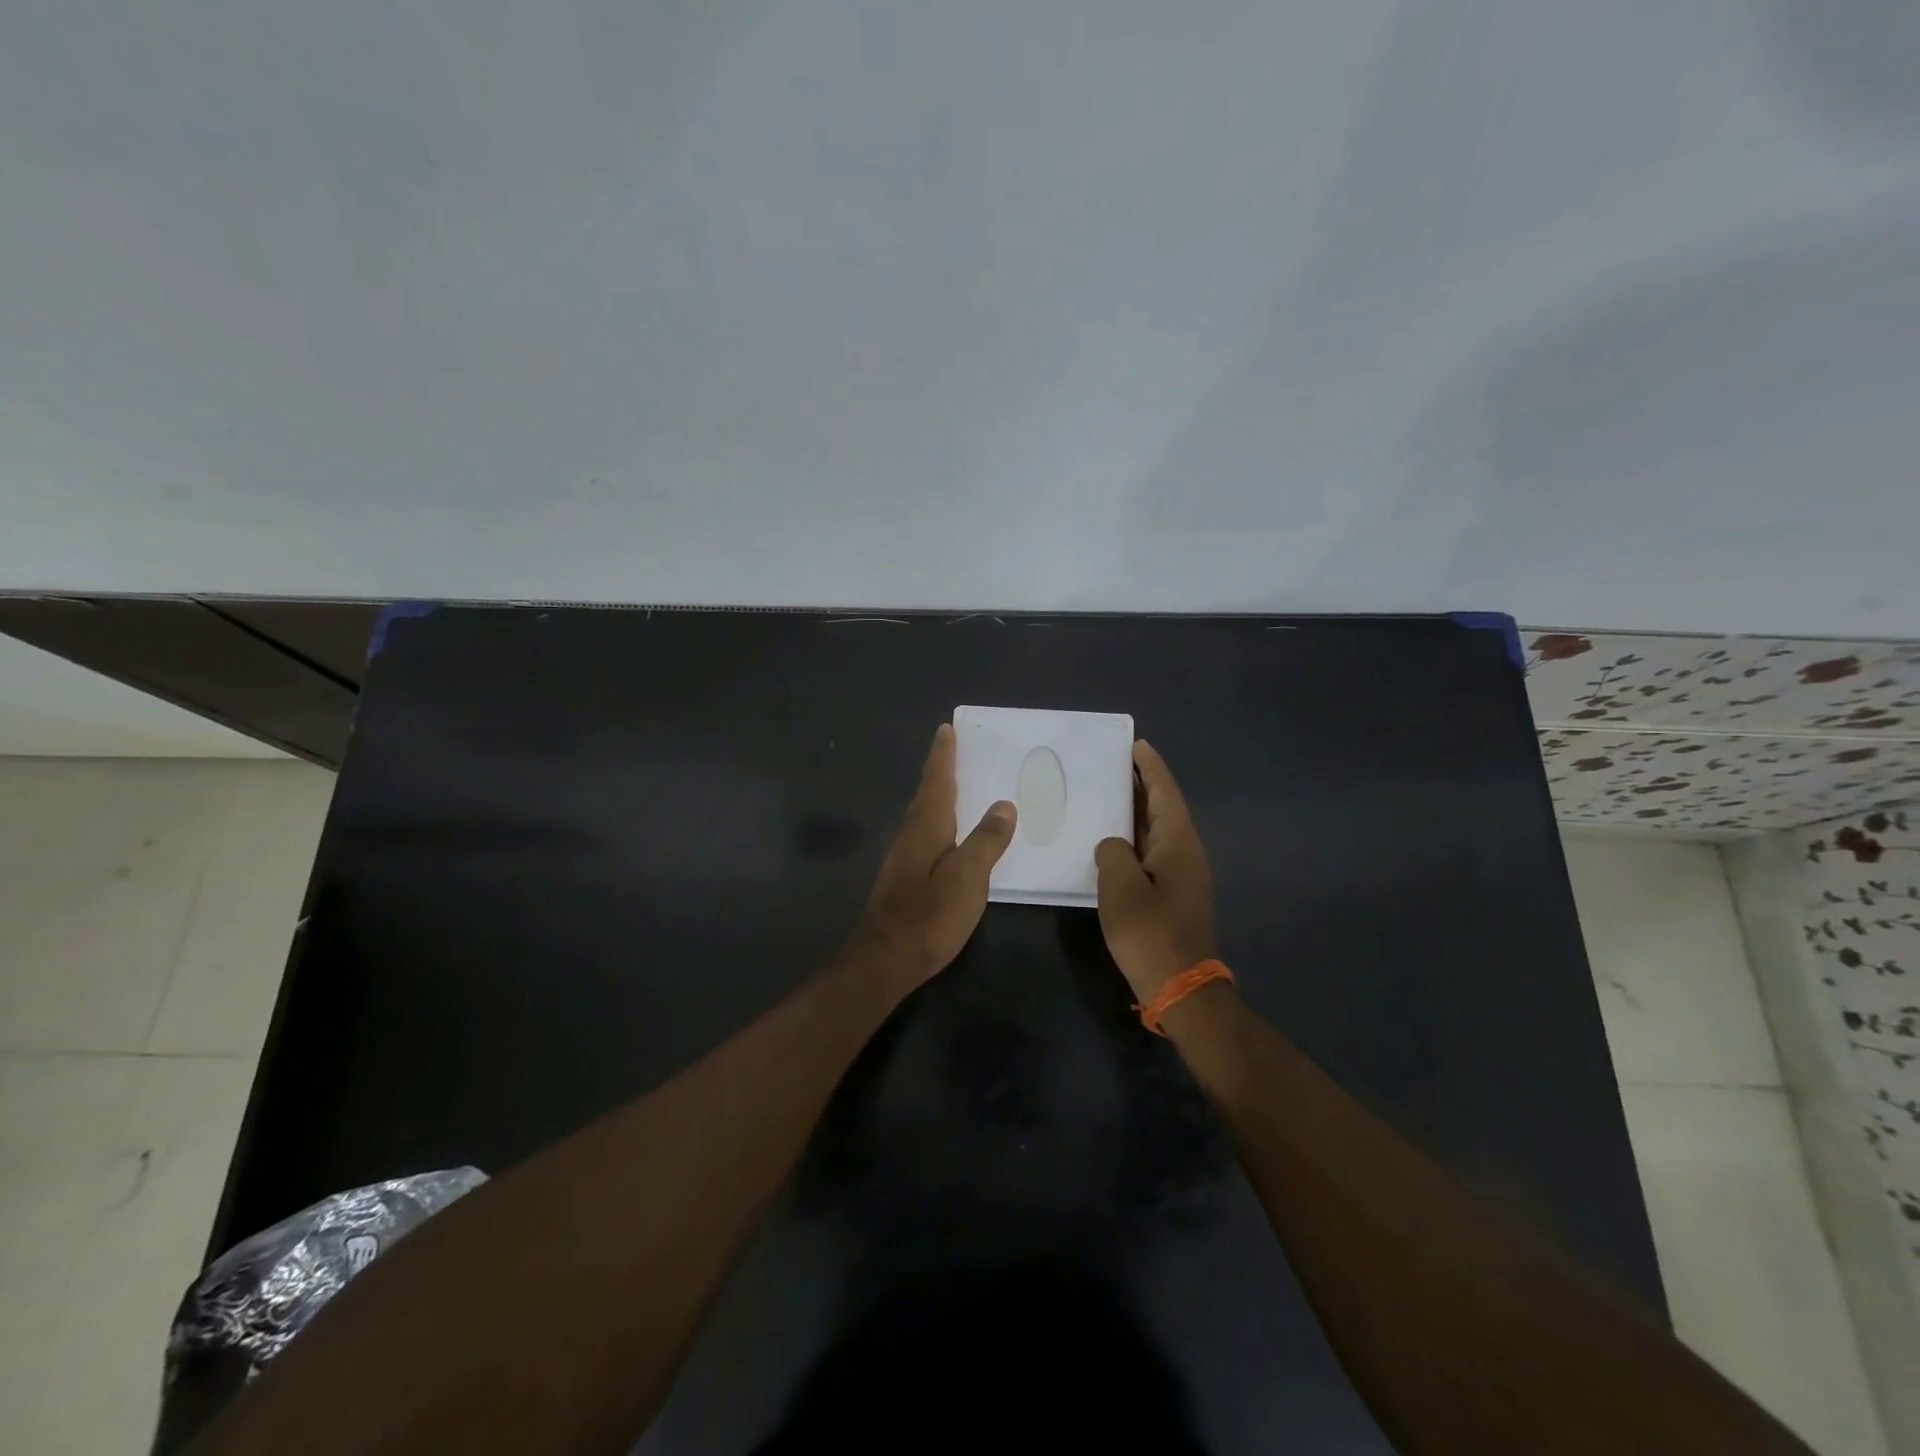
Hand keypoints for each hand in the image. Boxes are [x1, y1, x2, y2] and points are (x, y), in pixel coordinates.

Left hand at [852, 723, 1016, 991]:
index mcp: (926, 827)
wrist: (885, 960)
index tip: (946, 729)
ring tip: (954, 784)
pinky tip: (947, 833)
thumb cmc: (930, 916)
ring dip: (937, 794)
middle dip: (939, 770)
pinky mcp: (904, 877)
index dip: (943, 756)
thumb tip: (1003, 805)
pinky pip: (924, 833)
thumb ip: (987, 841)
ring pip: (923, 814)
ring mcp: (903, 857)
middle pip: (927, 794)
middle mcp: (910, 834)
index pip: (937, 781)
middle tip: (952, 748)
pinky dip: (937, 819)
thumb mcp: (968, 878)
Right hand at [1094, 740, 1217, 1000]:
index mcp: (1177, 843)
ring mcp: (1181, 874)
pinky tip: (1112, 839)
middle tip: (1113, 762)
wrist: (1183, 988)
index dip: (1150, 767)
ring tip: (1107, 792)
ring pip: (1157, 829)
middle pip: (1163, 806)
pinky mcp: (1172, 893)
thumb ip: (1112, 853)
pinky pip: (1152, 849)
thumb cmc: (1150, 934)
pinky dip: (1134, 835)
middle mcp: (1185, 852)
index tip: (1135, 744)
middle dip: (1142, 783)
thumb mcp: (1121, 889)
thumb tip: (1112, 844)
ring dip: (1136, 809)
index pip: (1164, 792)